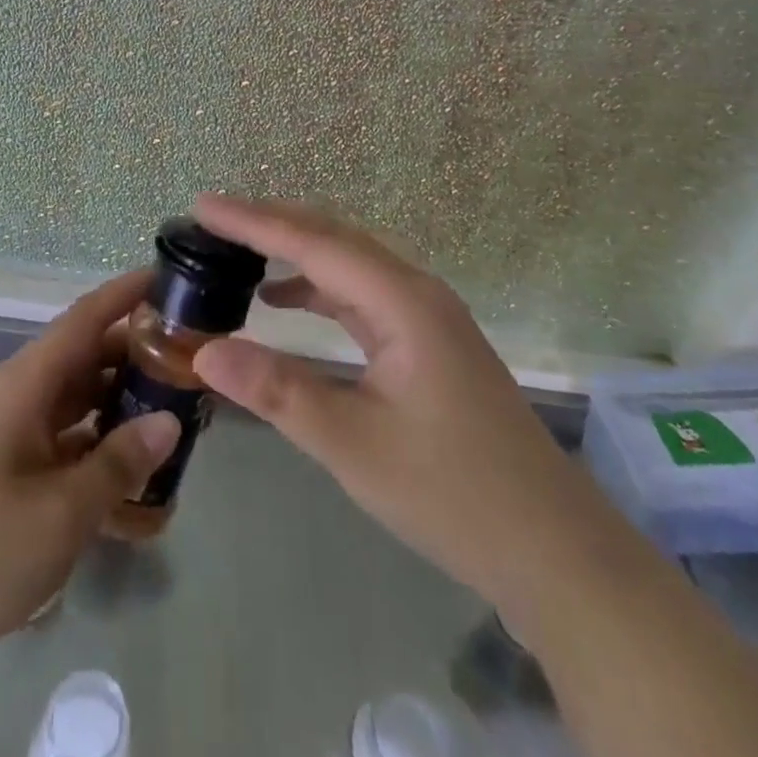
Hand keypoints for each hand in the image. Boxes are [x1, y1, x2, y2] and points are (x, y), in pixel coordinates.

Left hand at [0, 268, 181, 673]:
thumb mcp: (61, 511)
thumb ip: (119, 463)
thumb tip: (168, 421)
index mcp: (28, 383)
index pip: (86, 317)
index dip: (128, 293)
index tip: (172, 278)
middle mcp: (22, 397)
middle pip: (90, 360)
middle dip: (139, 360)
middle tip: (195, 369)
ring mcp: (15, 437)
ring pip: (82, 406)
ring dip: (125, 413)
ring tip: (180, 429)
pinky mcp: (11, 474)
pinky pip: (68, 450)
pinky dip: (102, 460)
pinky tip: (141, 495)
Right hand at [189, 194, 584, 604]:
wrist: (555, 551)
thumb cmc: (455, 494)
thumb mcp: (354, 445)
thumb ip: (278, 392)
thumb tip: (205, 350)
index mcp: (401, 300)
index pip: (312, 242)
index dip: (252, 221)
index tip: (202, 206)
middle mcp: (414, 291)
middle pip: (333, 237)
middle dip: (270, 221)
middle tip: (211, 218)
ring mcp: (424, 315)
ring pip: (348, 262)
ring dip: (293, 250)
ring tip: (237, 248)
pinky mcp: (426, 342)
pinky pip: (360, 293)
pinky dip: (316, 287)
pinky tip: (284, 300)